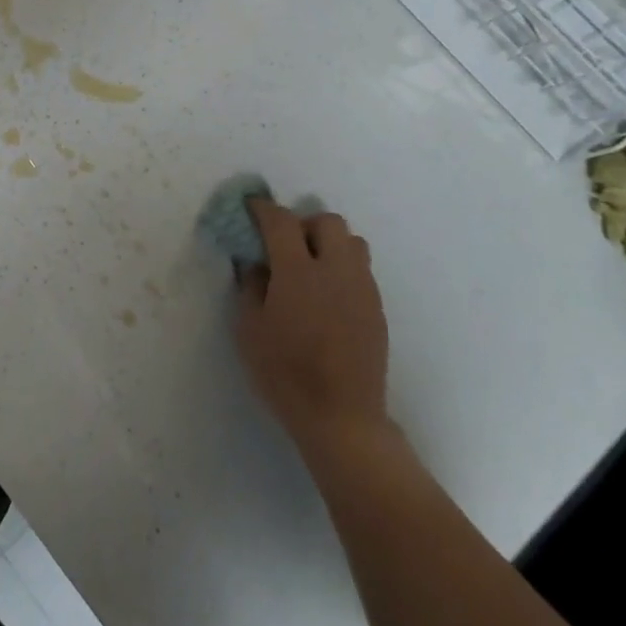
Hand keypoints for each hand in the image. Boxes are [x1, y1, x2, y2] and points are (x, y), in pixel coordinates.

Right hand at [236, 200, 392, 472]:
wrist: (341, 417)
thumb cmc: (284, 373)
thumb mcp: (249, 329)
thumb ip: (250, 286)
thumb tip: (255, 263)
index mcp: (299, 272)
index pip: (281, 221)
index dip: (263, 209)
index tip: (250, 208)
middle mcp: (336, 270)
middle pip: (327, 221)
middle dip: (302, 223)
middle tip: (283, 245)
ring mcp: (362, 289)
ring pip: (352, 242)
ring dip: (328, 243)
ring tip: (308, 267)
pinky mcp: (376, 309)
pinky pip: (360, 270)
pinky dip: (341, 267)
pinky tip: (325, 296)